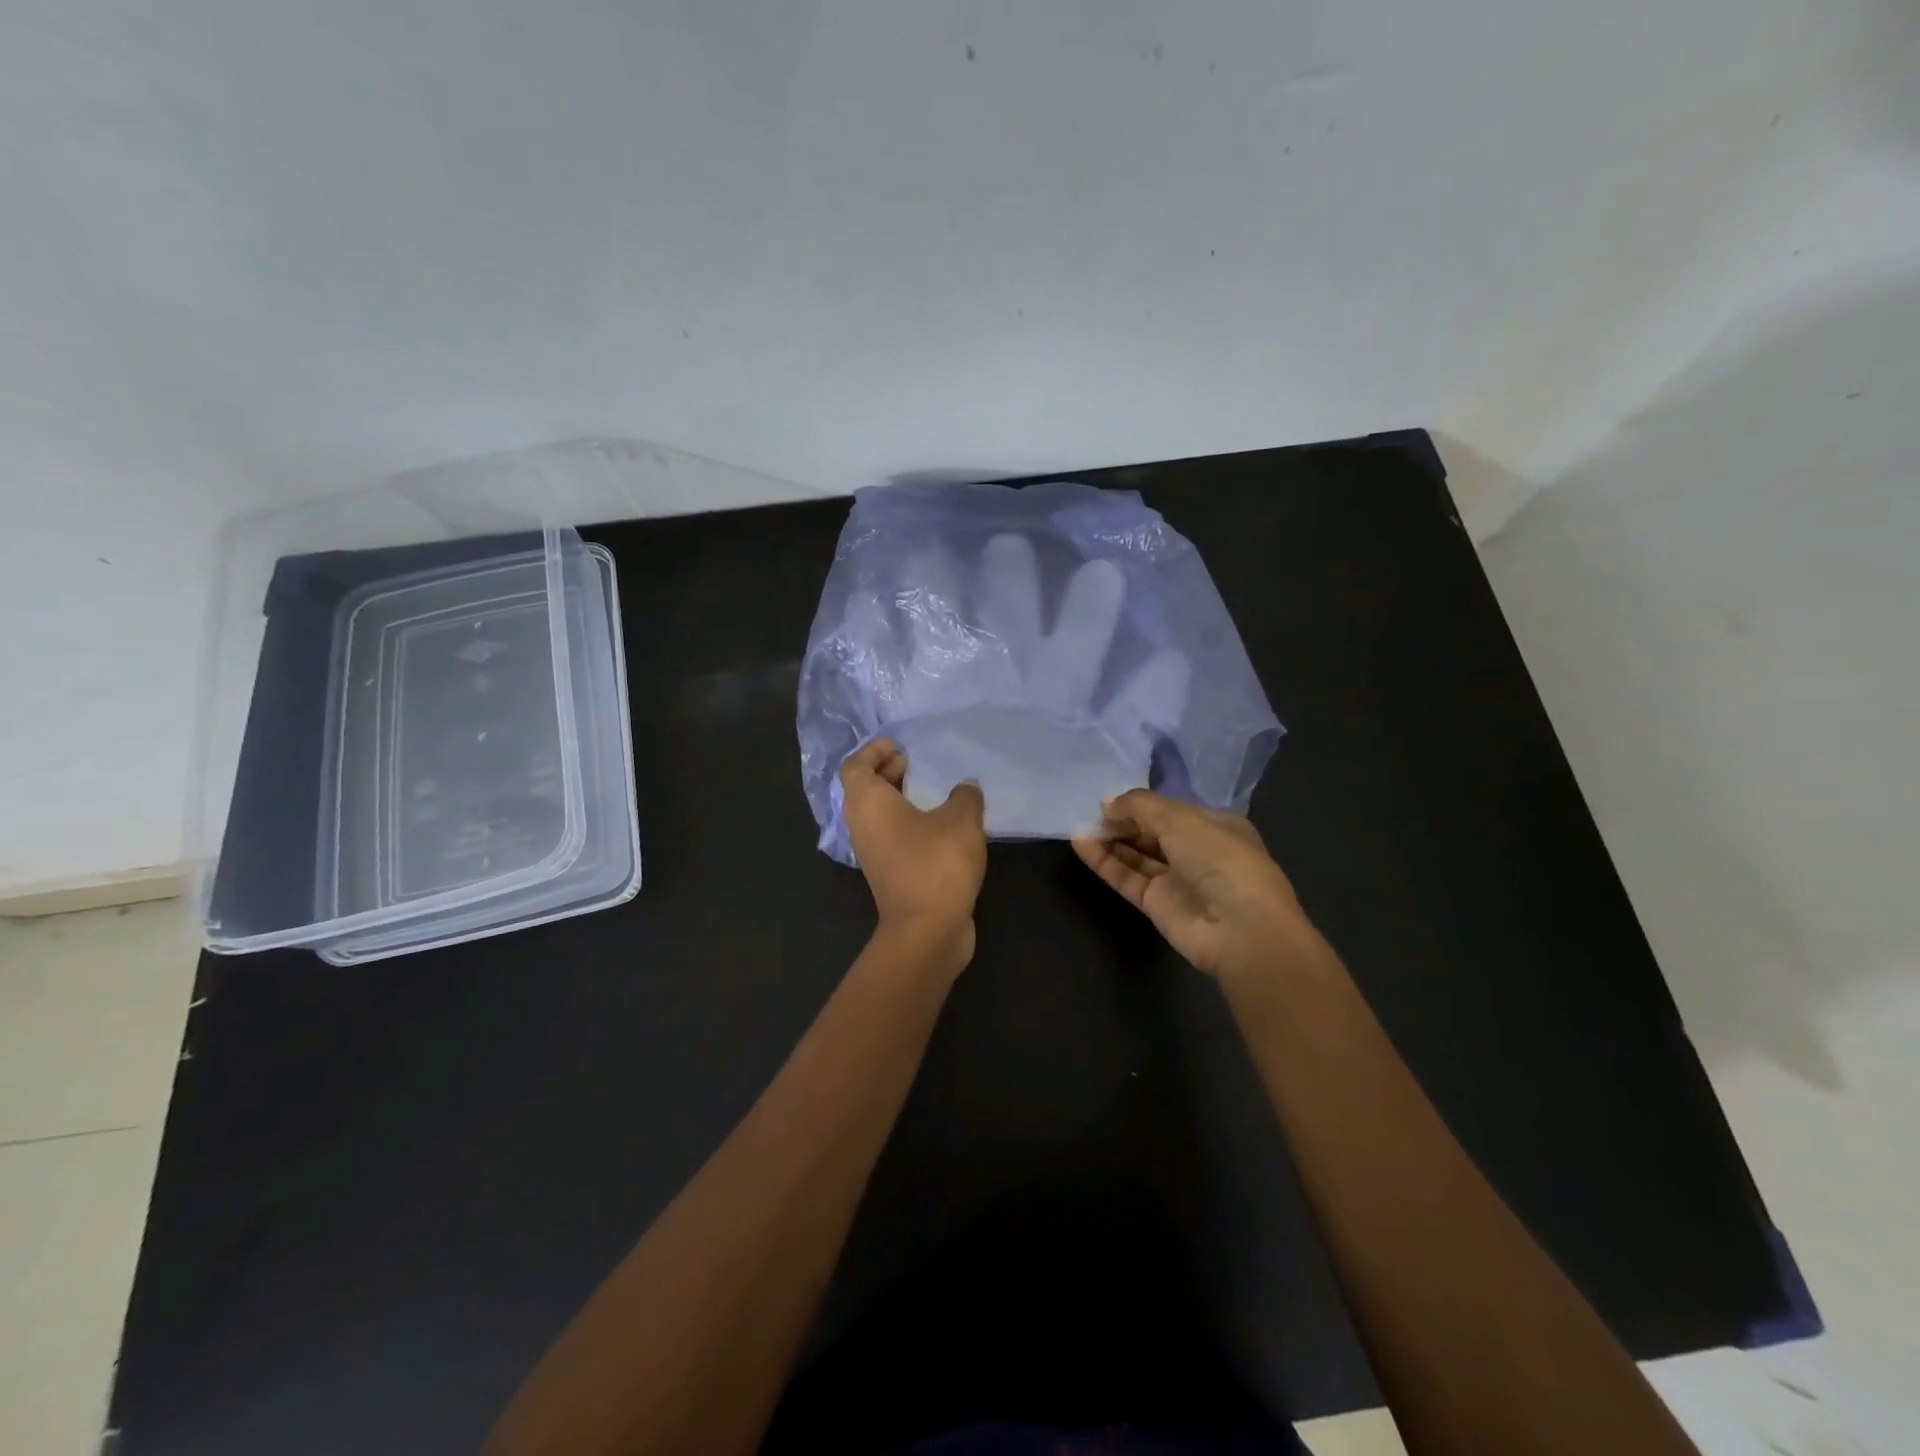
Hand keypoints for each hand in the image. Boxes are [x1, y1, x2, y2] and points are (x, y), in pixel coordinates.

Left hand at [840, 738, 987, 973]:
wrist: (926, 930)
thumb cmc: (936, 863)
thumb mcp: (961, 819)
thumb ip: (965, 796)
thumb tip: (965, 788)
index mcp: (868, 803)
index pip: (855, 766)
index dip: (873, 751)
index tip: (900, 745)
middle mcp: (862, 825)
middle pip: (863, 789)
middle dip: (886, 772)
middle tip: (915, 763)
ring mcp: (872, 853)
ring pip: (878, 815)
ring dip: (899, 799)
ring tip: (933, 791)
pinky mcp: (889, 874)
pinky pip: (892, 836)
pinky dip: (908, 823)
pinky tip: (942, 824)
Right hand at [1073, 789, 1306, 981]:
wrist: (1240, 929)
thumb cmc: (1220, 859)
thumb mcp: (1180, 818)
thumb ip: (1139, 806)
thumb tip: (1106, 803)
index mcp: (1214, 826)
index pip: (1171, 809)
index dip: (1141, 803)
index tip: (1110, 798)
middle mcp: (1196, 852)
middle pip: (1151, 832)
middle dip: (1123, 821)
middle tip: (1091, 812)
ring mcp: (1176, 880)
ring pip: (1137, 855)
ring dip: (1110, 840)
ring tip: (1080, 825)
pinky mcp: (1157, 905)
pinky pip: (1126, 877)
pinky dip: (1105, 861)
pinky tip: (1081, 843)